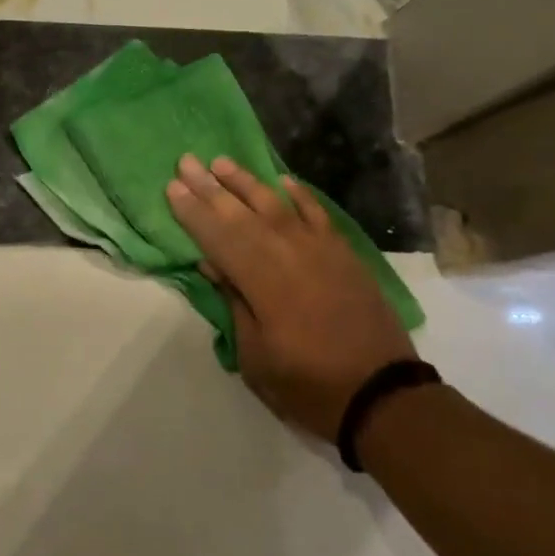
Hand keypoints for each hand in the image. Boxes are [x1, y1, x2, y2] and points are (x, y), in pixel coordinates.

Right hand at [166, 155, 415, 442]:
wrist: (382, 394)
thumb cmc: (308, 384)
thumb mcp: (256, 356)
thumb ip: (234, 303)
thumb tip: (211, 263)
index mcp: (262, 281)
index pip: (218, 237)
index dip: (193, 212)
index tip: (172, 187)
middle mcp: (288, 254)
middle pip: (242, 214)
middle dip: (210, 187)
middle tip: (186, 161)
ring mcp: (320, 250)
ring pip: (277, 205)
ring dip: (247, 182)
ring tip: (222, 162)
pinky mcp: (343, 254)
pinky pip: (318, 214)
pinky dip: (300, 195)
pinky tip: (283, 181)